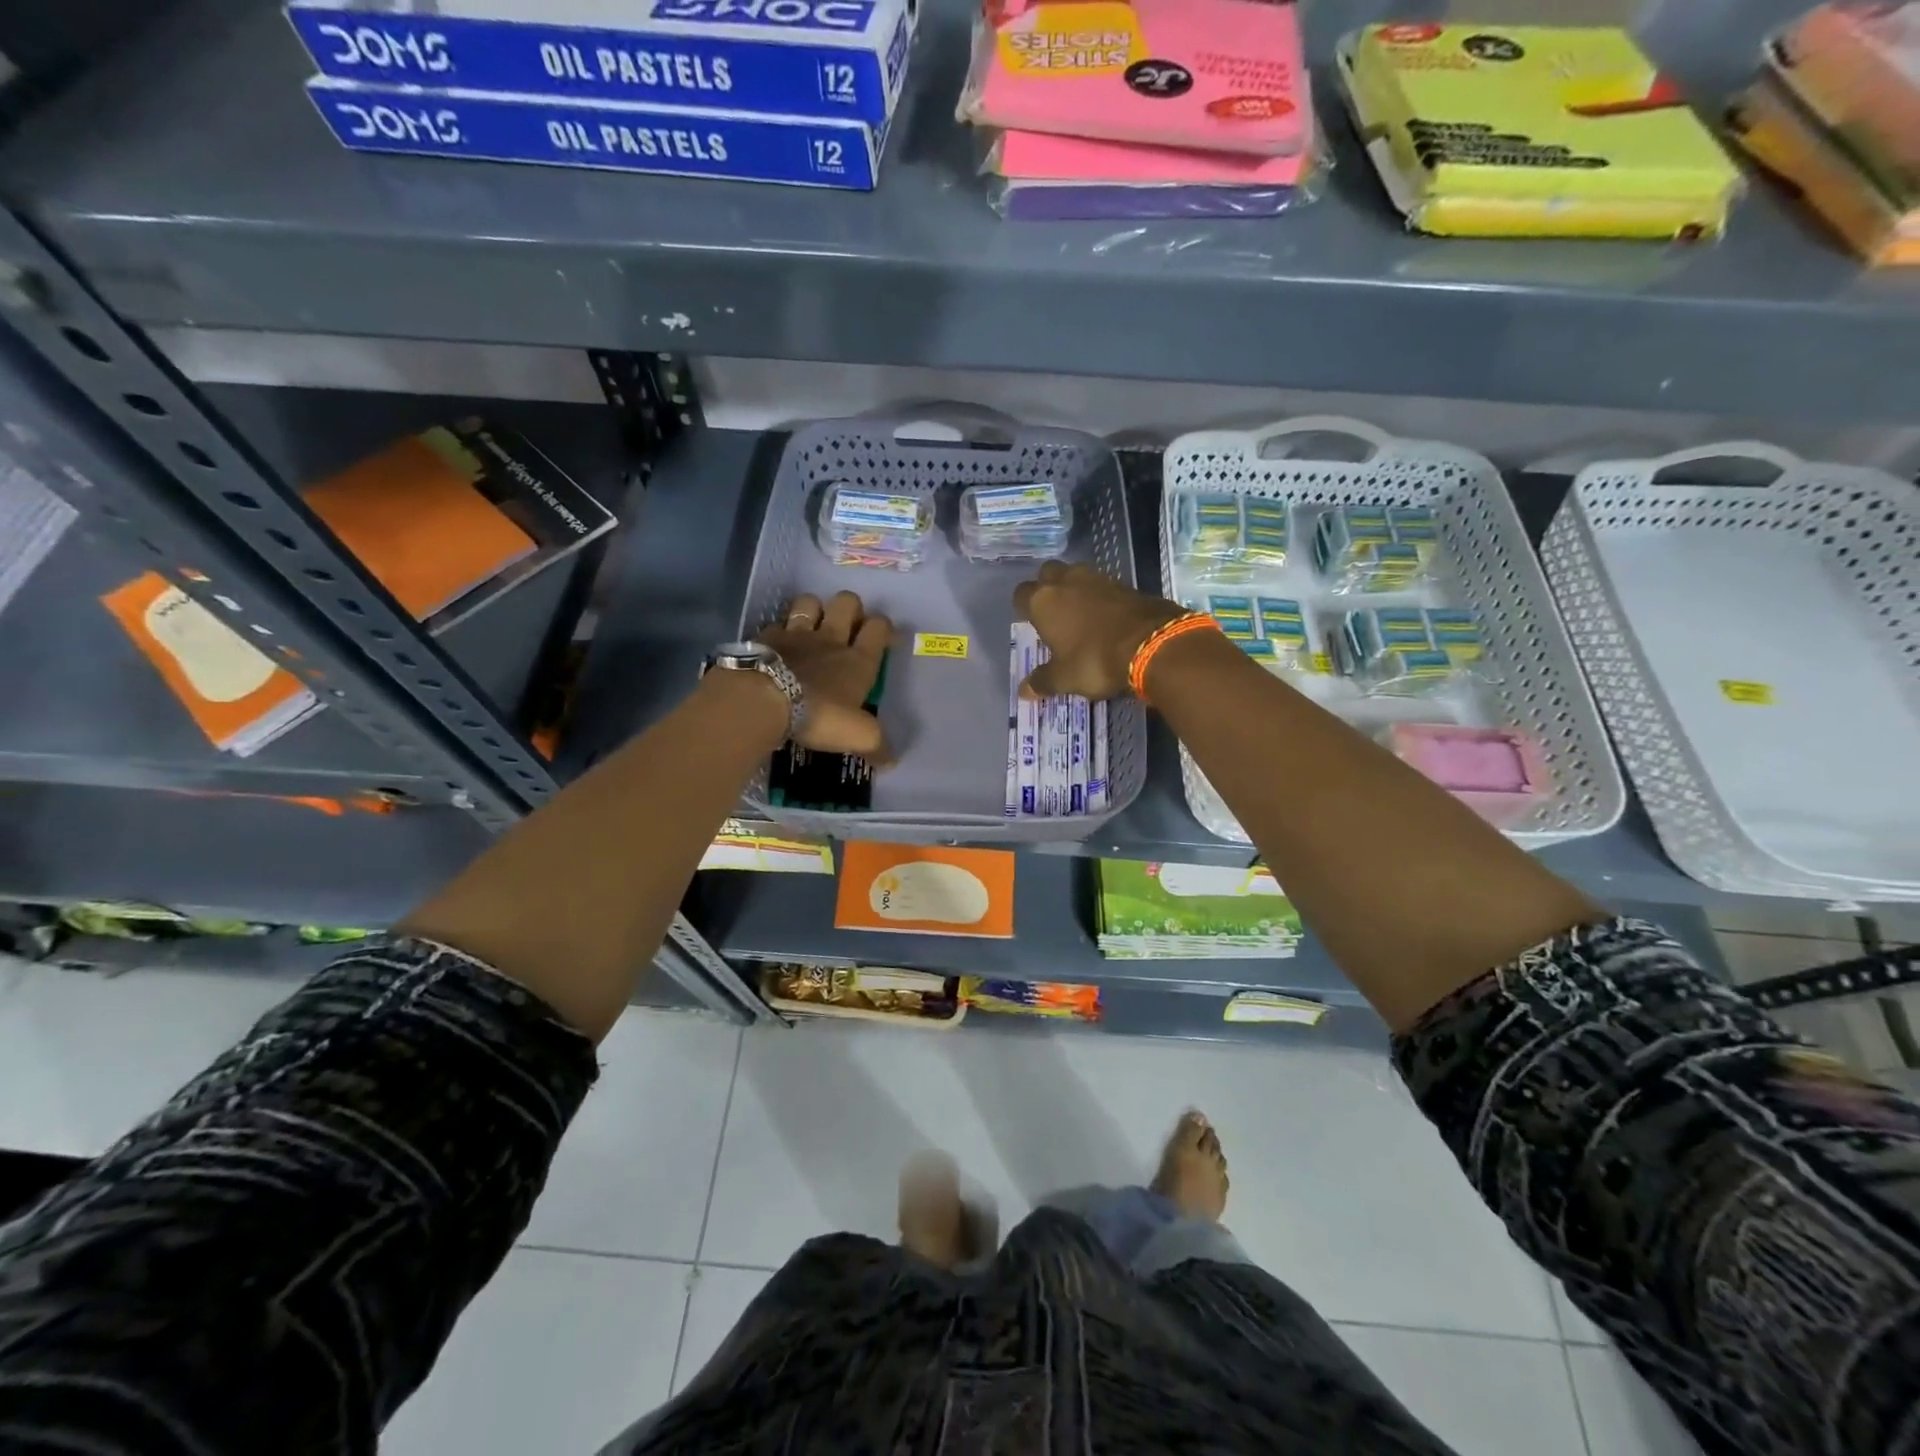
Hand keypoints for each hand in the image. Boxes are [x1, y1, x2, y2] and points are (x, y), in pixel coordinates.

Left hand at [757, 591, 893, 760]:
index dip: (884, 627)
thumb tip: (892, 762)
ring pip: (810, 602)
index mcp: (858, 660)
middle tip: (847, 627)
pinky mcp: (765, 637)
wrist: (764, 701)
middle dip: (851, 608)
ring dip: (814, 608)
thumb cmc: (819, 715)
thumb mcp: (858, 736)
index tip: (884, 637)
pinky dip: (780, 630)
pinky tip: (778, 644)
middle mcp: (830, 639)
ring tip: (812, 626)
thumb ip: (876, 746)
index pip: (879, 628)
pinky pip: (776, 623)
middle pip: (847, 602)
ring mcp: (796, 634)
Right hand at [1012, 561, 1184, 699]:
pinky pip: (1103, 585)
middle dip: (1048, 587)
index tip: (1030, 623)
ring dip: (1075, 589)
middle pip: (1048, 573)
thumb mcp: (1065, 678)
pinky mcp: (1126, 583)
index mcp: (1044, 601)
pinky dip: (1100, 597)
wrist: (1153, 644)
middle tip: (1053, 612)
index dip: (1024, 607)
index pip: (1021, 594)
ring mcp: (1098, 578)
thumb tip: (1024, 691)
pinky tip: (1106, 617)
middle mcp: (1067, 581)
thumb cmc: (1095, 660)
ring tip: (1079, 614)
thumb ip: (1043, 681)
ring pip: (1077, 574)